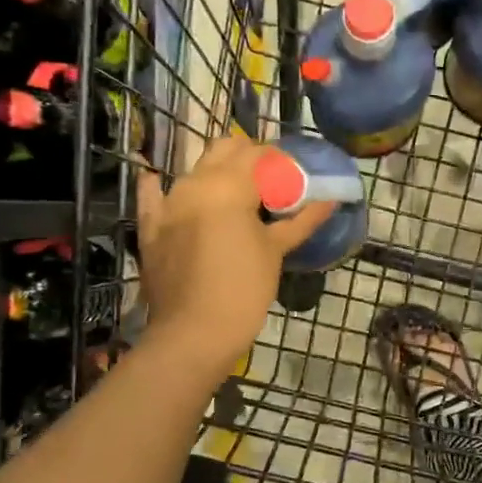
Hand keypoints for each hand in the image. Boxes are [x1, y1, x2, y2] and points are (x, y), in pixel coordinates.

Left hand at [135, 136, 332, 379]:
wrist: (193, 333)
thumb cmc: (243, 289)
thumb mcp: (276, 251)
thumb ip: (302, 220)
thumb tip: (331, 200)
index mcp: (229, 185)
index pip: (259, 153)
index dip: (279, 158)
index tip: (294, 173)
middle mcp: (195, 183)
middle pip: (224, 149)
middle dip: (248, 157)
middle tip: (270, 180)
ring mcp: (168, 203)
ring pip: (194, 168)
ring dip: (216, 171)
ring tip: (237, 194)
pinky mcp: (150, 226)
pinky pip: (152, 194)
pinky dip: (158, 184)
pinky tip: (159, 178)